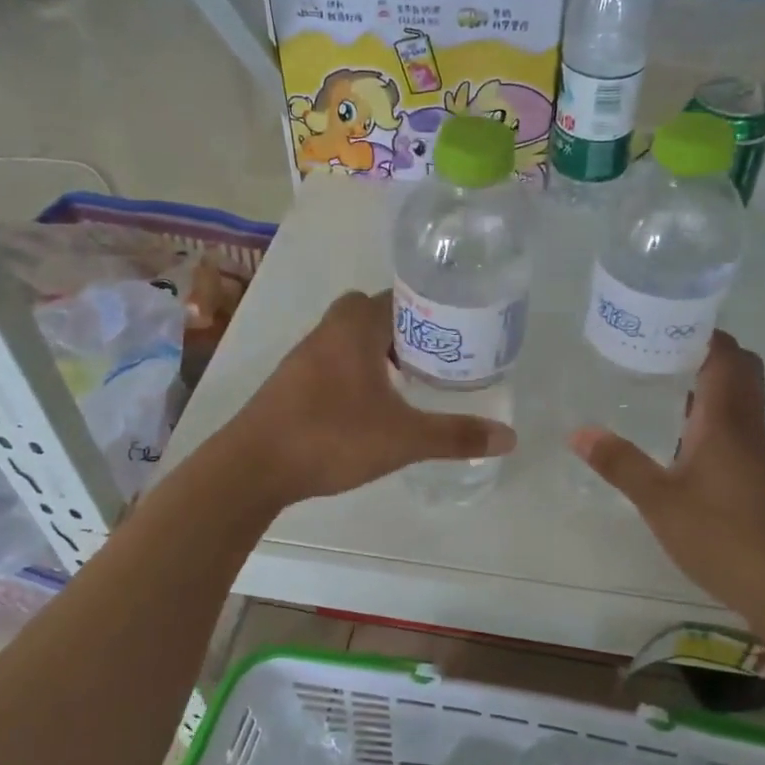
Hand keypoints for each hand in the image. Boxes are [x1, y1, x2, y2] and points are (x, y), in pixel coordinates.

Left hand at [227, 291, 514, 506]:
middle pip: (373, 313)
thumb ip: (455, 436)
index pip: (400, 297)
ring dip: (378, 351)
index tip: (456, 329)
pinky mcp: (291, 382)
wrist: (253, 467)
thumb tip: (510, 437)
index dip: (430, 308)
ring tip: (410, 381)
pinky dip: (356, 371)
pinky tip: (370, 405)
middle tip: (435, 356)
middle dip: (404, 330)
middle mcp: (327, 330)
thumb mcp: (403, 439)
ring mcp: (304, 356)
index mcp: (355, 327)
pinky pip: (333, 361)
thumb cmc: (331, 437)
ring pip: (350, 338)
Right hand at [570, 332, 764, 619]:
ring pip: (741, 403)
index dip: (702, 332)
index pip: (725, 356)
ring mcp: (760, 457)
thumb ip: (620, 464)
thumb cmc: (725, 537)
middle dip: (707, 354)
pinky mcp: (763, 482)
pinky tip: (682, 445)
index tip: (666, 322)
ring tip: (661, 390)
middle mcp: (749, 429)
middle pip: (742, 371)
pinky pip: (739, 432)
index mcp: (726, 421)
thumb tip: (577, 430)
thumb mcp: (660, 502)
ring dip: (709, 388)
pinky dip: (713, 420)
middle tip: (660, 354)